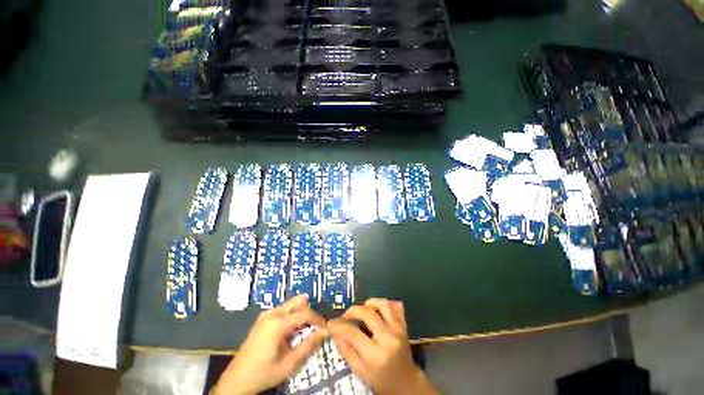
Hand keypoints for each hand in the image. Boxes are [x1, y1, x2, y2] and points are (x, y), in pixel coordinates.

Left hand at [213, 295, 327, 394]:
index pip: (305, 313)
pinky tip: (292, 332)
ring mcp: (266, 314)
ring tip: (305, 331)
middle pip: (299, 300)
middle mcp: (272, 313)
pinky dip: (293, 316)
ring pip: (292, 304)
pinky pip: (284, 310)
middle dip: (310, 312)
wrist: (235, 381)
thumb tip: (325, 331)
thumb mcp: (288, 364)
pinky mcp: (264, 318)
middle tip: (314, 328)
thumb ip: (308, 345)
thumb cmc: (263, 374)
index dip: (318, 320)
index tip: (326, 329)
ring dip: (301, 314)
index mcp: (277, 323)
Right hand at [328, 299, 439, 394]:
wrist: (406, 382)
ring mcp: (398, 329)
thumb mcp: (360, 371)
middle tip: (346, 315)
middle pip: (368, 313)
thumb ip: (346, 350)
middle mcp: (388, 338)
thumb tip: (335, 330)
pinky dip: (384, 303)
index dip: (339, 325)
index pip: (353, 333)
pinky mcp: (404, 324)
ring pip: (383, 304)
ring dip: (370, 303)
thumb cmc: (380, 379)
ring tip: (362, 310)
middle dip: (353, 310)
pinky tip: (377, 309)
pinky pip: (395, 305)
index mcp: (376, 354)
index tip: (331, 323)